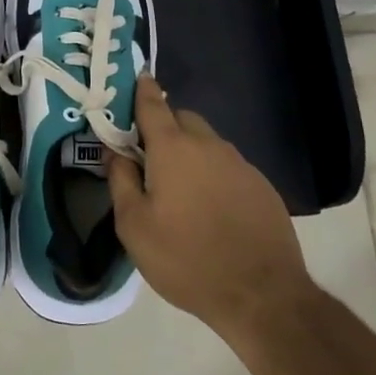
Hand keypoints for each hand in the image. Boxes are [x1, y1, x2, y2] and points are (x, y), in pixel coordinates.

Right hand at [108, 75, 312, 342]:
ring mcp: (240, 164)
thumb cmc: (185, 258)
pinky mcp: (262, 186)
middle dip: (163, 126)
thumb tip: (114, 152)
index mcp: (173, 148)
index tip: (134, 80)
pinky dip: (212, 173)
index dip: (141, 90)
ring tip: (177, 187)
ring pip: (207, 143)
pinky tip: (208, 206)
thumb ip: (120, 180)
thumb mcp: (134, 225)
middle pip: (182, 119)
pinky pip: (228, 166)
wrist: (261, 294)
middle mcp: (209, 145)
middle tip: (147, 155)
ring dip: (189, 152)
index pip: (153, 104)